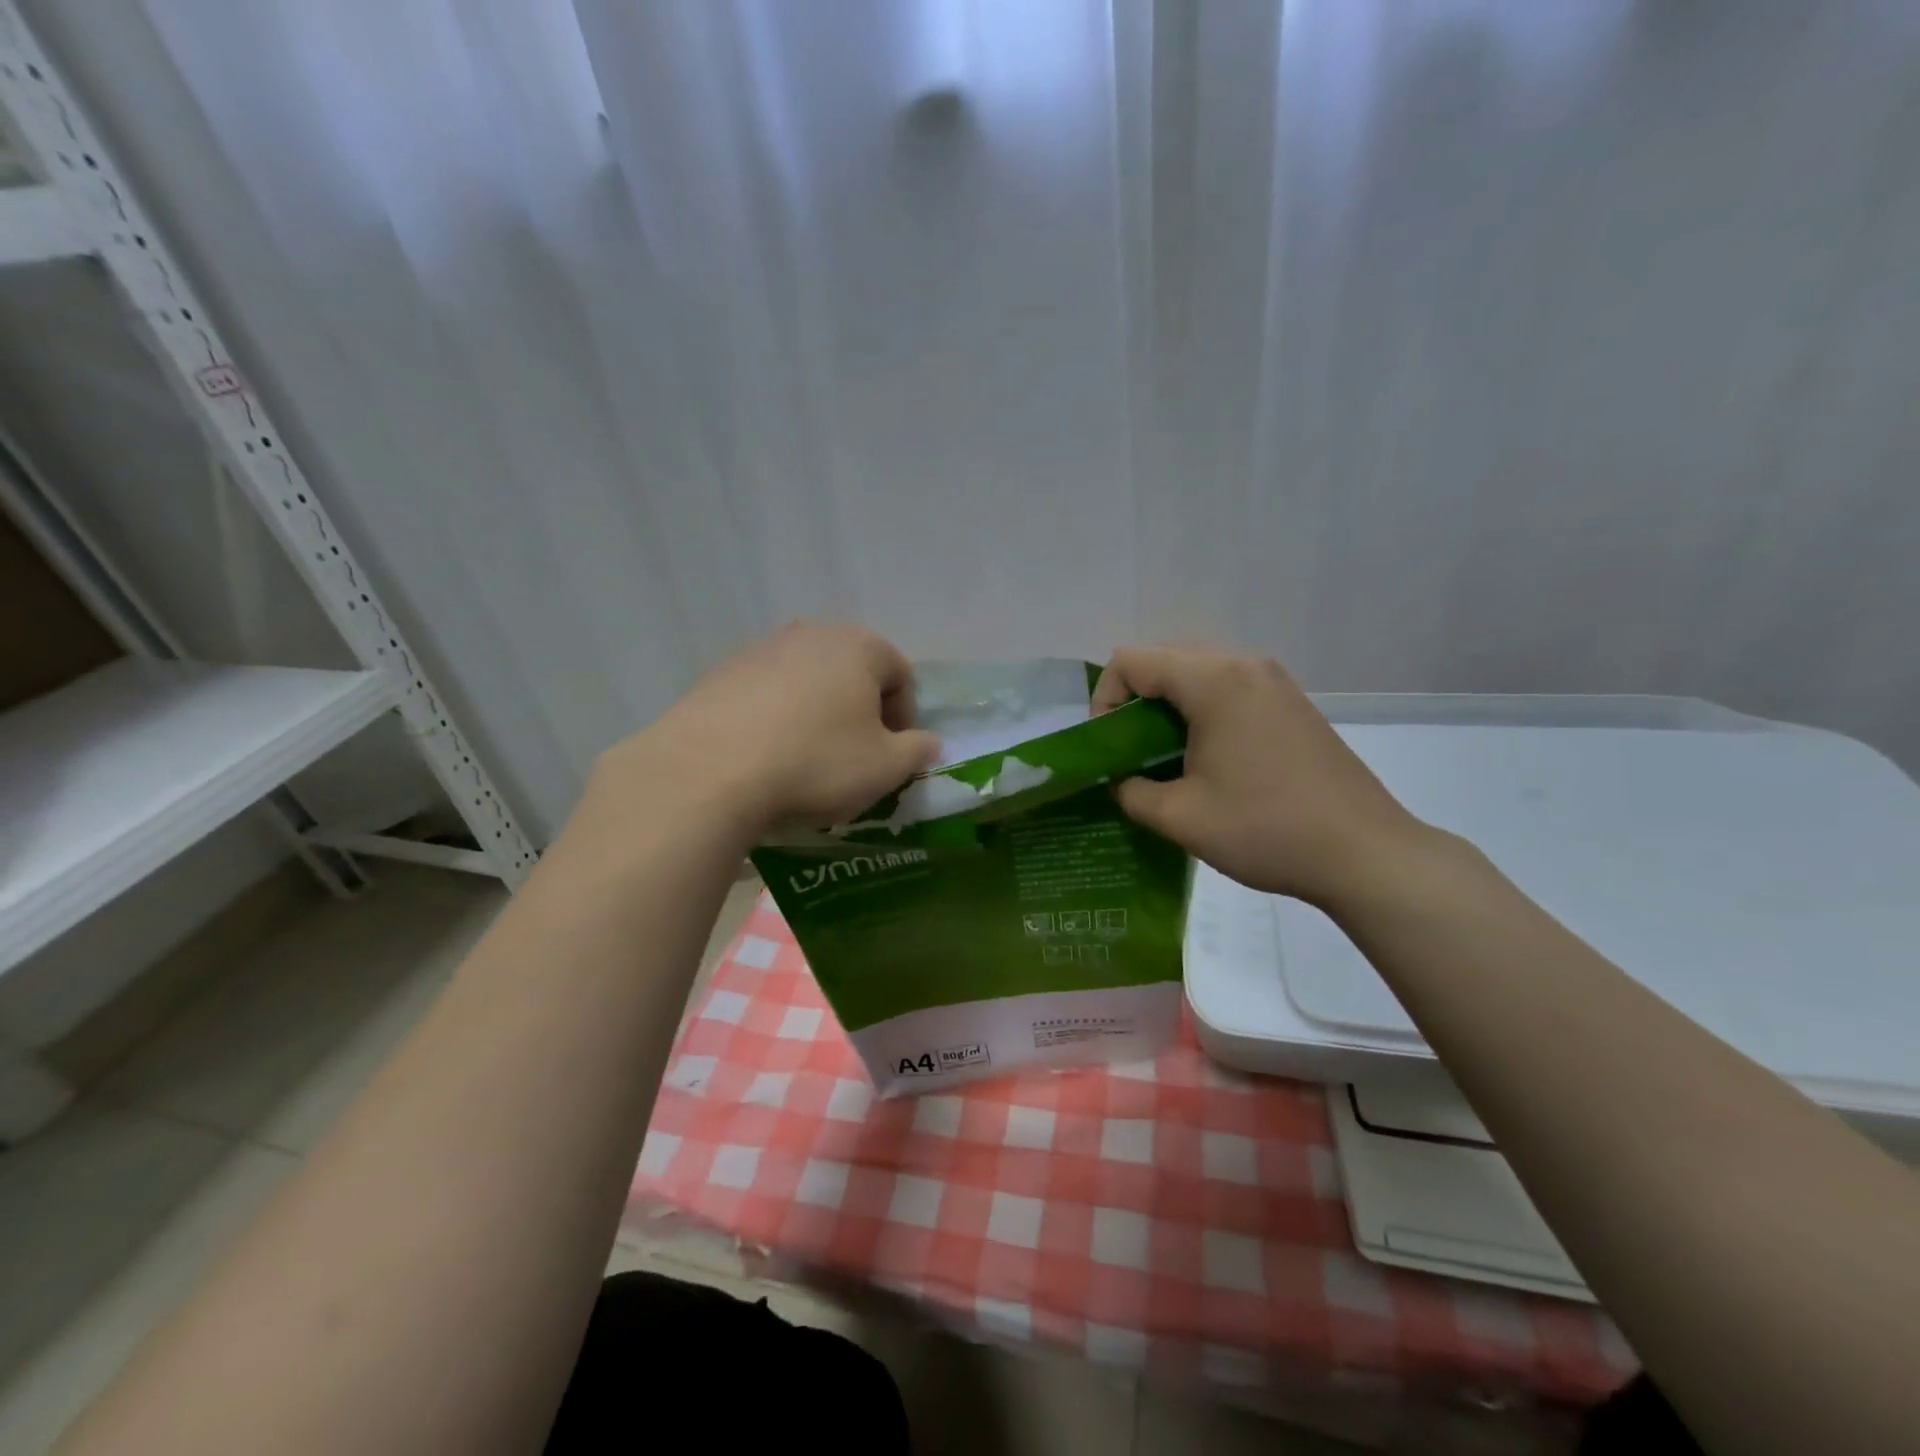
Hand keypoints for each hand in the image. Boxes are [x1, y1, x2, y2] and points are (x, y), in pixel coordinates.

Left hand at [593, 622, 939, 838]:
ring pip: (806, 681)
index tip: (891, 755)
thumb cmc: (815, 763)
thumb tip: (927, 742)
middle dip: (859, 711)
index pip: (900, 674)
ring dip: (816, 713)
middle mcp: (811, 634)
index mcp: (859, 647)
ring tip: (805, 758)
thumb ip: (917, 751)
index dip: (903, 718)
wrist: (709, 772)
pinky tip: (765, 755)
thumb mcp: (885, 768)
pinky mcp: (720, 673)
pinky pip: (765, 693)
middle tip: (853, 755)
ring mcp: (760, 649)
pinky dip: (775, 717)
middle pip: (852, 672)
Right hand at [1093, 645, 1429, 904]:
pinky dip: (1202, 712)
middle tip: (1132, 752)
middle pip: (1164, 659)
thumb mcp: (1180, 817)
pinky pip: (1229, 689)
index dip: (1104, 700)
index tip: (1109, 747)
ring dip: (1169, 707)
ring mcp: (1274, 681)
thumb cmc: (1265, 829)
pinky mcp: (1292, 703)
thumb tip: (1121, 781)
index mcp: (1213, 681)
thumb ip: (1131, 792)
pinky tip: (1209, 760)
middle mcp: (1244, 665)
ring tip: (1167, 758)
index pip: (1132, 661)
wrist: (1364, 853)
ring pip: (1198, 673)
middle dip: (1135, 701)